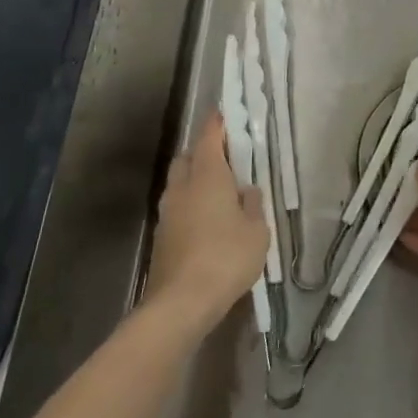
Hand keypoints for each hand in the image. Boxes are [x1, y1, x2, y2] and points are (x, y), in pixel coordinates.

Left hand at [143, 111, 268, 335]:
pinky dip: (190, 205)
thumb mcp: (256, 230)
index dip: (218, 124)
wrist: (181, 302)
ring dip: (195, 180)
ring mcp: (167, 212)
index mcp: (206, 175)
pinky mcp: (161, 236)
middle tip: (227, 159)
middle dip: (203, 152)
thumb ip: (253, 204)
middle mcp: (182, 187)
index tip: (227, 115)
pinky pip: (177, 207)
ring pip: (179, 183)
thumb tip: (246, 189)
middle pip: (188, 157)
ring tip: (219, 192)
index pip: (209, 136)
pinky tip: (207, 221)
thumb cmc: (226, 257)